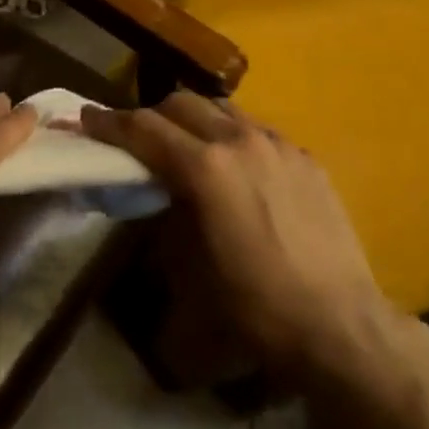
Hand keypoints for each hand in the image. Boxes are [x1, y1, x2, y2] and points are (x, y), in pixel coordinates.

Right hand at [80, 92, 397, 383]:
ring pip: (222, 109)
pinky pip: (258, 130)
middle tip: (138, 137)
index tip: (87, 117)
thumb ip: (169, 216)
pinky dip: (234, 137)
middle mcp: (240, 140)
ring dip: (196, 120)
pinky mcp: (305, 156)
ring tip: (189, 147)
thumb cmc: (258, 307)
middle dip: (152, 115)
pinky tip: (240, 169)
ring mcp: (278, 143)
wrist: (341, 325)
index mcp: (207, 167)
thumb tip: (158, 192)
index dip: (111, 122)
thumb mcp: (195, 270)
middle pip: (182, 104)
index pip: (146, 129)